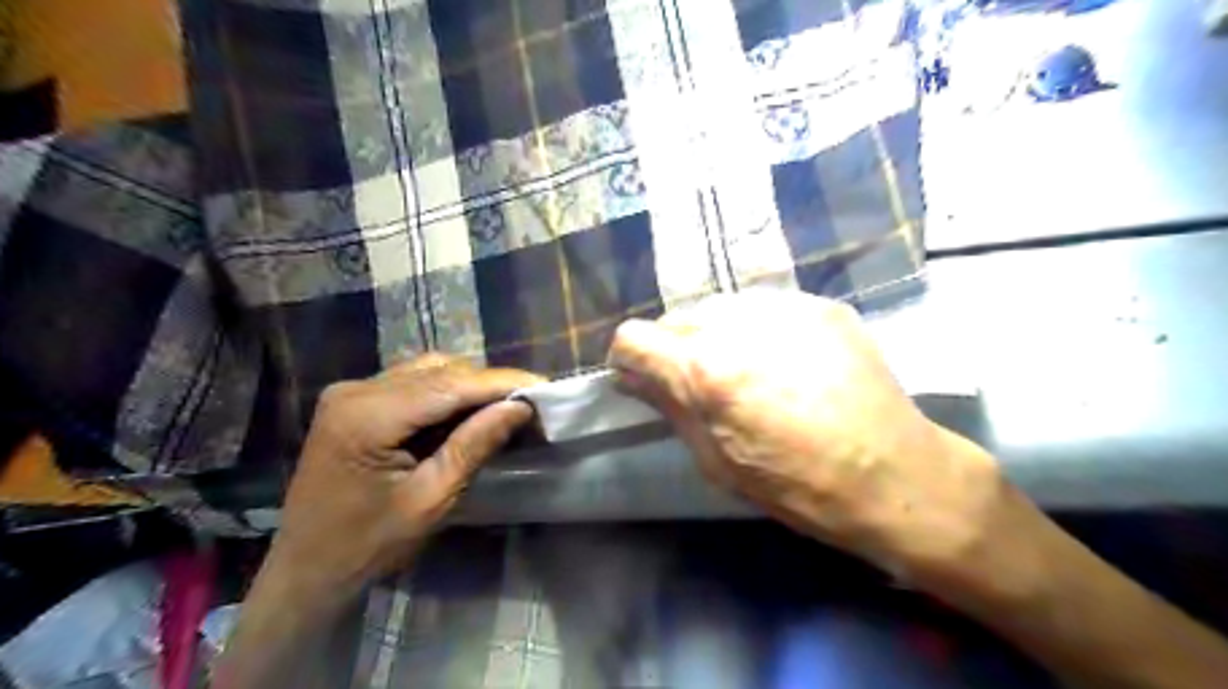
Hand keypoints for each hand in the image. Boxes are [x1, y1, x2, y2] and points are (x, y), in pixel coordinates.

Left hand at [270, 356, 544, 595]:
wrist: (306, 569)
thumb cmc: (369, 545)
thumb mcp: (432, 499)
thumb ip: (475, 445)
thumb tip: (520, 407)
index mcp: (368, 417)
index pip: (450, 385)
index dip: (501, 382)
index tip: (544, 385)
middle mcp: (356, 390)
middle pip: (440, 371)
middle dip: (488, 384)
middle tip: (529, 402)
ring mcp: (351, 391)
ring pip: (428, 371)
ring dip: (469, 386)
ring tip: (504, 406)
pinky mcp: (355, 400)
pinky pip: (413, 382)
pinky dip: (446, 392)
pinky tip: (467, 411)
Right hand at [608, 290, 1011, 580]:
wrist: (892, 472)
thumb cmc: (796, 485)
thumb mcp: (716, 461)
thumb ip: (669, 407)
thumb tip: (632, 378)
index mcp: (704, 370)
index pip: (634, 337)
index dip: (629, 359)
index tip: (640, 378)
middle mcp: (736, 324)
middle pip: (676, 318)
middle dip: (674, 349)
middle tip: (699, 382)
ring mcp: (781, 306)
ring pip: (719, 308)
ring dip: (716, 335)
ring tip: (746, 369)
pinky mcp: (818, 303)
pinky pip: (764, 307)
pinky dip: (757, 330)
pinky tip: (784, 361)